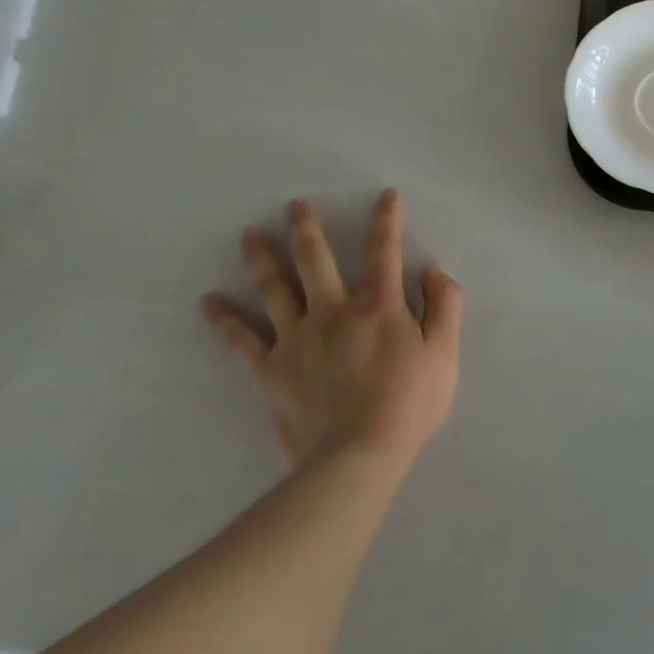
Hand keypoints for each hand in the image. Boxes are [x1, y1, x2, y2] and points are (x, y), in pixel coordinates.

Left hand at [200, 190, 462, 476]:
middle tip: (295, 204)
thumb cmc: (408, 404)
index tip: (386, 195)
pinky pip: (242, 340)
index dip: (387, 220)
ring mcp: (296, 339)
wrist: (355, 458)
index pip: (384, 251)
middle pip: (316, 260)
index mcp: (379, 306)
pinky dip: (224, 320)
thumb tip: (434, 270)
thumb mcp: (444, 353)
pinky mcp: (270, 369)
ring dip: (262, 258)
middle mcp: (333, 311)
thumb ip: (445, 306)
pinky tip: (208, 302)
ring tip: (249, 233)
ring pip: (274, 289)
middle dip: (308, 228)